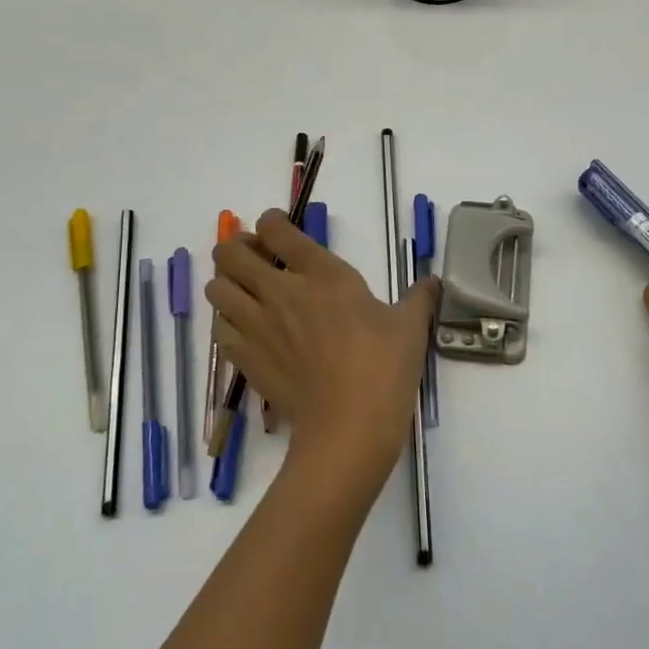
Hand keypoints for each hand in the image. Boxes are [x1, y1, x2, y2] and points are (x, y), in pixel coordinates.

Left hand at [207, 209, 439, 499]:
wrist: (349, 427)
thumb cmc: (383, 368)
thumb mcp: (409, 326)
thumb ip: (419, 297)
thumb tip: (432, 282)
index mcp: (321, 273)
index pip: (276, 229)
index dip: (271, 221)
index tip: (278, 228)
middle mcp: (280, 291)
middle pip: (230, 253)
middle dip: (237, 248)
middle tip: (255, 257)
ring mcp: (257, 326)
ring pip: (216, 289)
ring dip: (227, 284)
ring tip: (246, 292)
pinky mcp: (245, 359)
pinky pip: (219, 329)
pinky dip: (227, 323)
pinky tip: (246, 330)